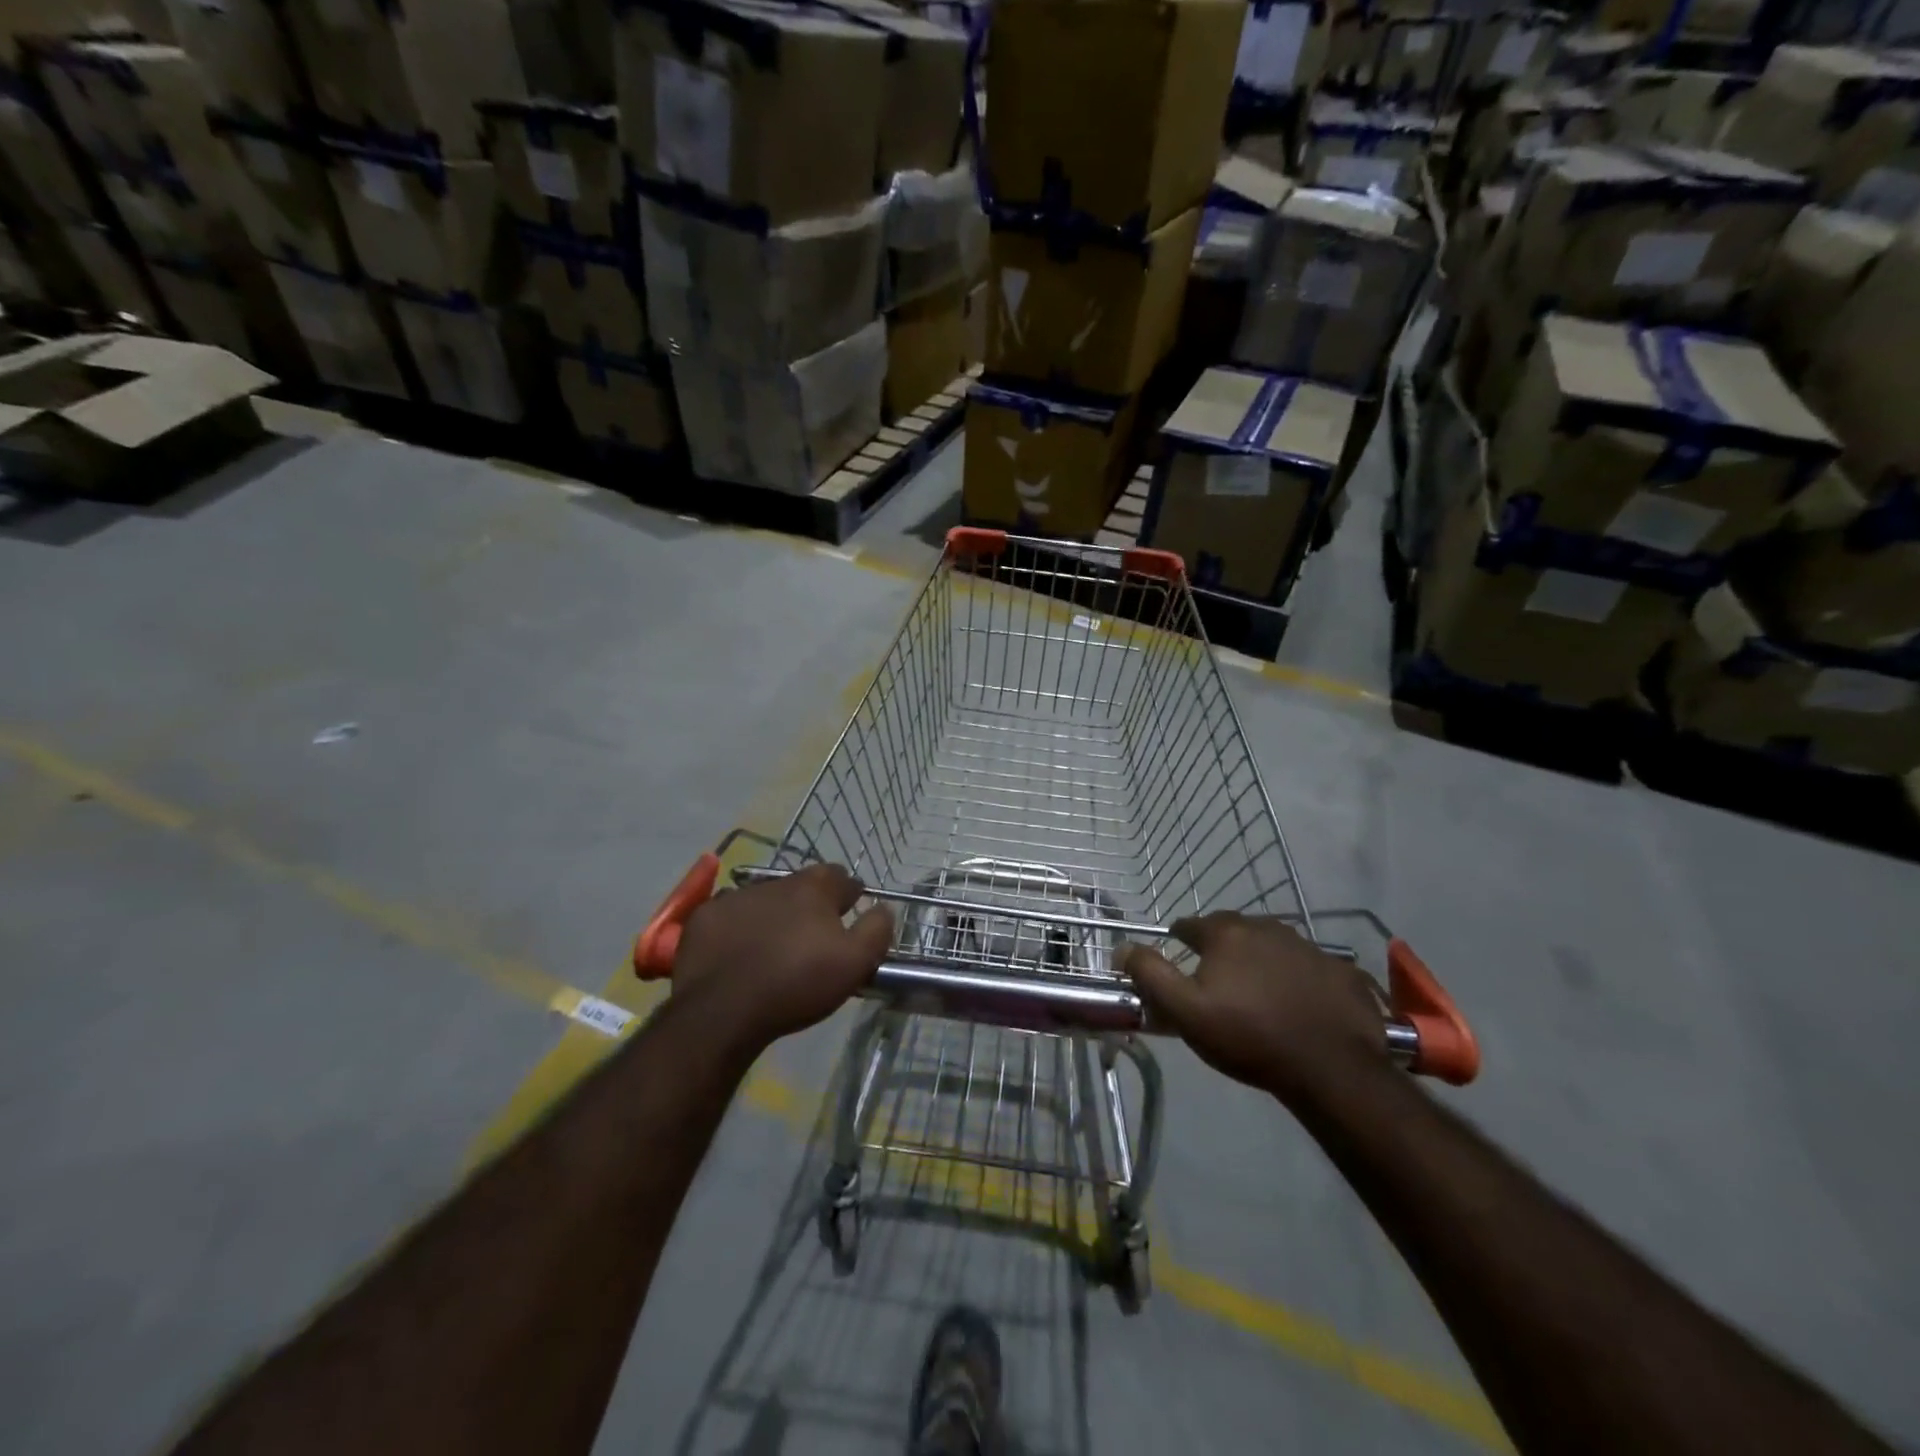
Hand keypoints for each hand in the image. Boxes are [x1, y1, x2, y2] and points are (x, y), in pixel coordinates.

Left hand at [667, 864, 894, 1055]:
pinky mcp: (704, 918)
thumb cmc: (796, 983)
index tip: (851, 914)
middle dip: (810, 904)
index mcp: (813, 888)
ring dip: (773, 915)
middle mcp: (775, 882)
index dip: (848, 895)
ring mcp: (735, 897)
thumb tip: (884, 908)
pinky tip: (738, 953)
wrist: (723, 1011)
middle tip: (813, 935)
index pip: (839, 877)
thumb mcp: (854, 963)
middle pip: (800, 887)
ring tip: (774, 946)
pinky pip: (728, 917)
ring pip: (764, 900)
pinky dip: (737, 928)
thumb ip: (876, 930)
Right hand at [1121, 914, 1390, 1107]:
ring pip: (1271, 946)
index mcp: (1226, 933)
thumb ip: (1149, 974)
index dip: (1179, 945)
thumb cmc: (1249, 1036)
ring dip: (1260, 962)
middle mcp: (1266, 927)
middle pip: (1231, 932)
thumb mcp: (1185, 1011)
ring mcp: (1308, 946)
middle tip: (1218, 987)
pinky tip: (1300, 1007)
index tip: (1180, 970)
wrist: (1332, 1068)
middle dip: (1220, 952)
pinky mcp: (1340, 970)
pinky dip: (1298, 980)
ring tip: (1259, 998)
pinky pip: (1309, 968)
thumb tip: (1123, 947)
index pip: (1189, 926)